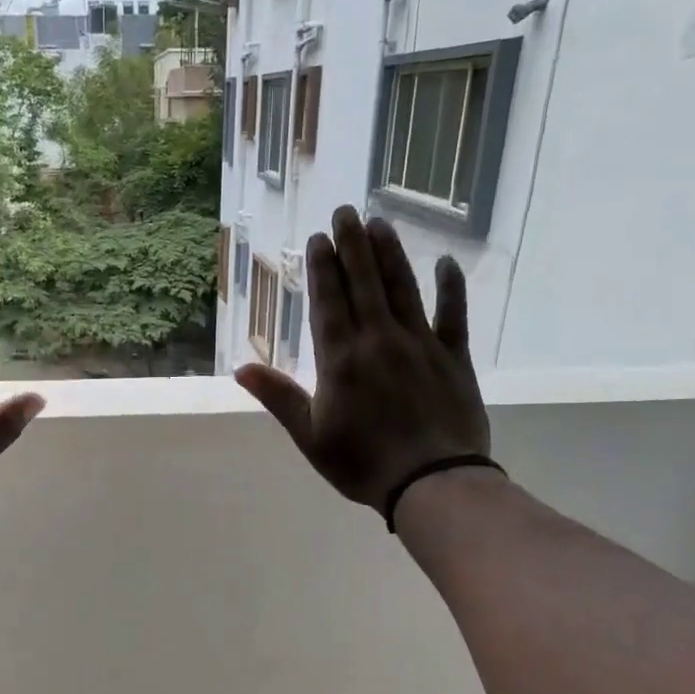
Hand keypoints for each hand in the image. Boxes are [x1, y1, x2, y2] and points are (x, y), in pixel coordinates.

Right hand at [236, 205, 490, 512]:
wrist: (431, 482)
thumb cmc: (362, 464)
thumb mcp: (310, 436)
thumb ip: (278, 397)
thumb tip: (240, 368)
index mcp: (341, 359)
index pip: (329, 302)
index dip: (322, 268)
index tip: (318, 238)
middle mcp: (379, 340)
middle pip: (364, 283)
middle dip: (352, 245)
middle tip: (346, 211)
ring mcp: (420, 344)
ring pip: (403, 289)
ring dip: (389, 255)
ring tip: (380, 224)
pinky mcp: (454, 357)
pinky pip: (453, 315)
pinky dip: (450, 288)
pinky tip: (446, 264)